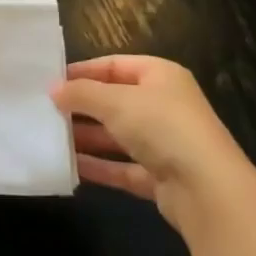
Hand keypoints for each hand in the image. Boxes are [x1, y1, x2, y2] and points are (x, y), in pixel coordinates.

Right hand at [53, 55, 251, 231]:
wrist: (208, 191)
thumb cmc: (162, 127)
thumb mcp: (116, 102)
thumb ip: (82, 93)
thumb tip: (53, 89)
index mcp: (160, 76)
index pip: (115, 65)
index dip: (84, 71)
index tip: (52, 81)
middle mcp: (164, 105)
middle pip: (116, 100)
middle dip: (83, 106)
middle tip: (47, 111)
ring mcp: (164, 143)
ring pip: (118, 135)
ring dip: (88, 137)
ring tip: (52, 137)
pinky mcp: (161, 177)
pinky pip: (123, 167)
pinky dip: (100, 167)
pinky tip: (72, 167)